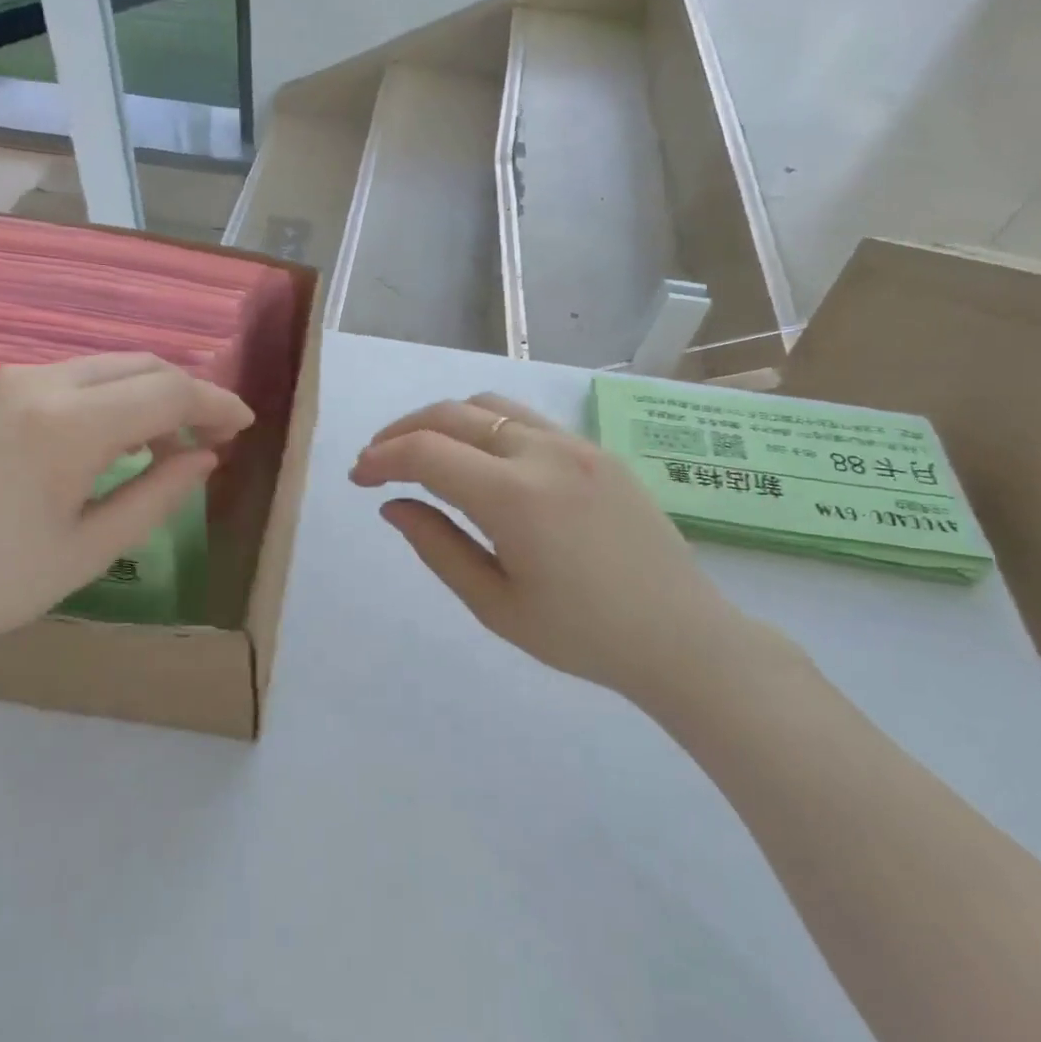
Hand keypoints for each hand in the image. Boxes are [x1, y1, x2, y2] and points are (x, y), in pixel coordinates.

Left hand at [0, 353, 252, 678]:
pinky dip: (106, 398)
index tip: (244, 426)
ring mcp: (4, 381)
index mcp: (68, 424)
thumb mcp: (88, 551)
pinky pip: (67, 378)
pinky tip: (107, 442)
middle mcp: (38, 382)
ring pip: (104, 367)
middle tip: (210, 438)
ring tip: (162, 448)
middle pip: (140, 365)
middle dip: (186, 394)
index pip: (168, 390)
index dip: (216, 403)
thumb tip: (205, 458)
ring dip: (145, 395)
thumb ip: (157, 496)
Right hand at [351, 394, 783, 721]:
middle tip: (377, 460)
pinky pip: (527, 419)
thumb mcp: (495, 604)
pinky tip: (481, 461)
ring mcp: (576, 445)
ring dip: (444, 421)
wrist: (682, 637)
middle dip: (402, 431)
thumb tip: (393, 505)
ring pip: (490, 404)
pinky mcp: (598, 450)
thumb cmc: (582, 635)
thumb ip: (437, 546)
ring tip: (423, 454)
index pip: (426, 452)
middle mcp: (542, 452)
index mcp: (513, 496)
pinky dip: (486, 425)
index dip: (381, 458)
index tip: (358, 478)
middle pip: (452, 413)